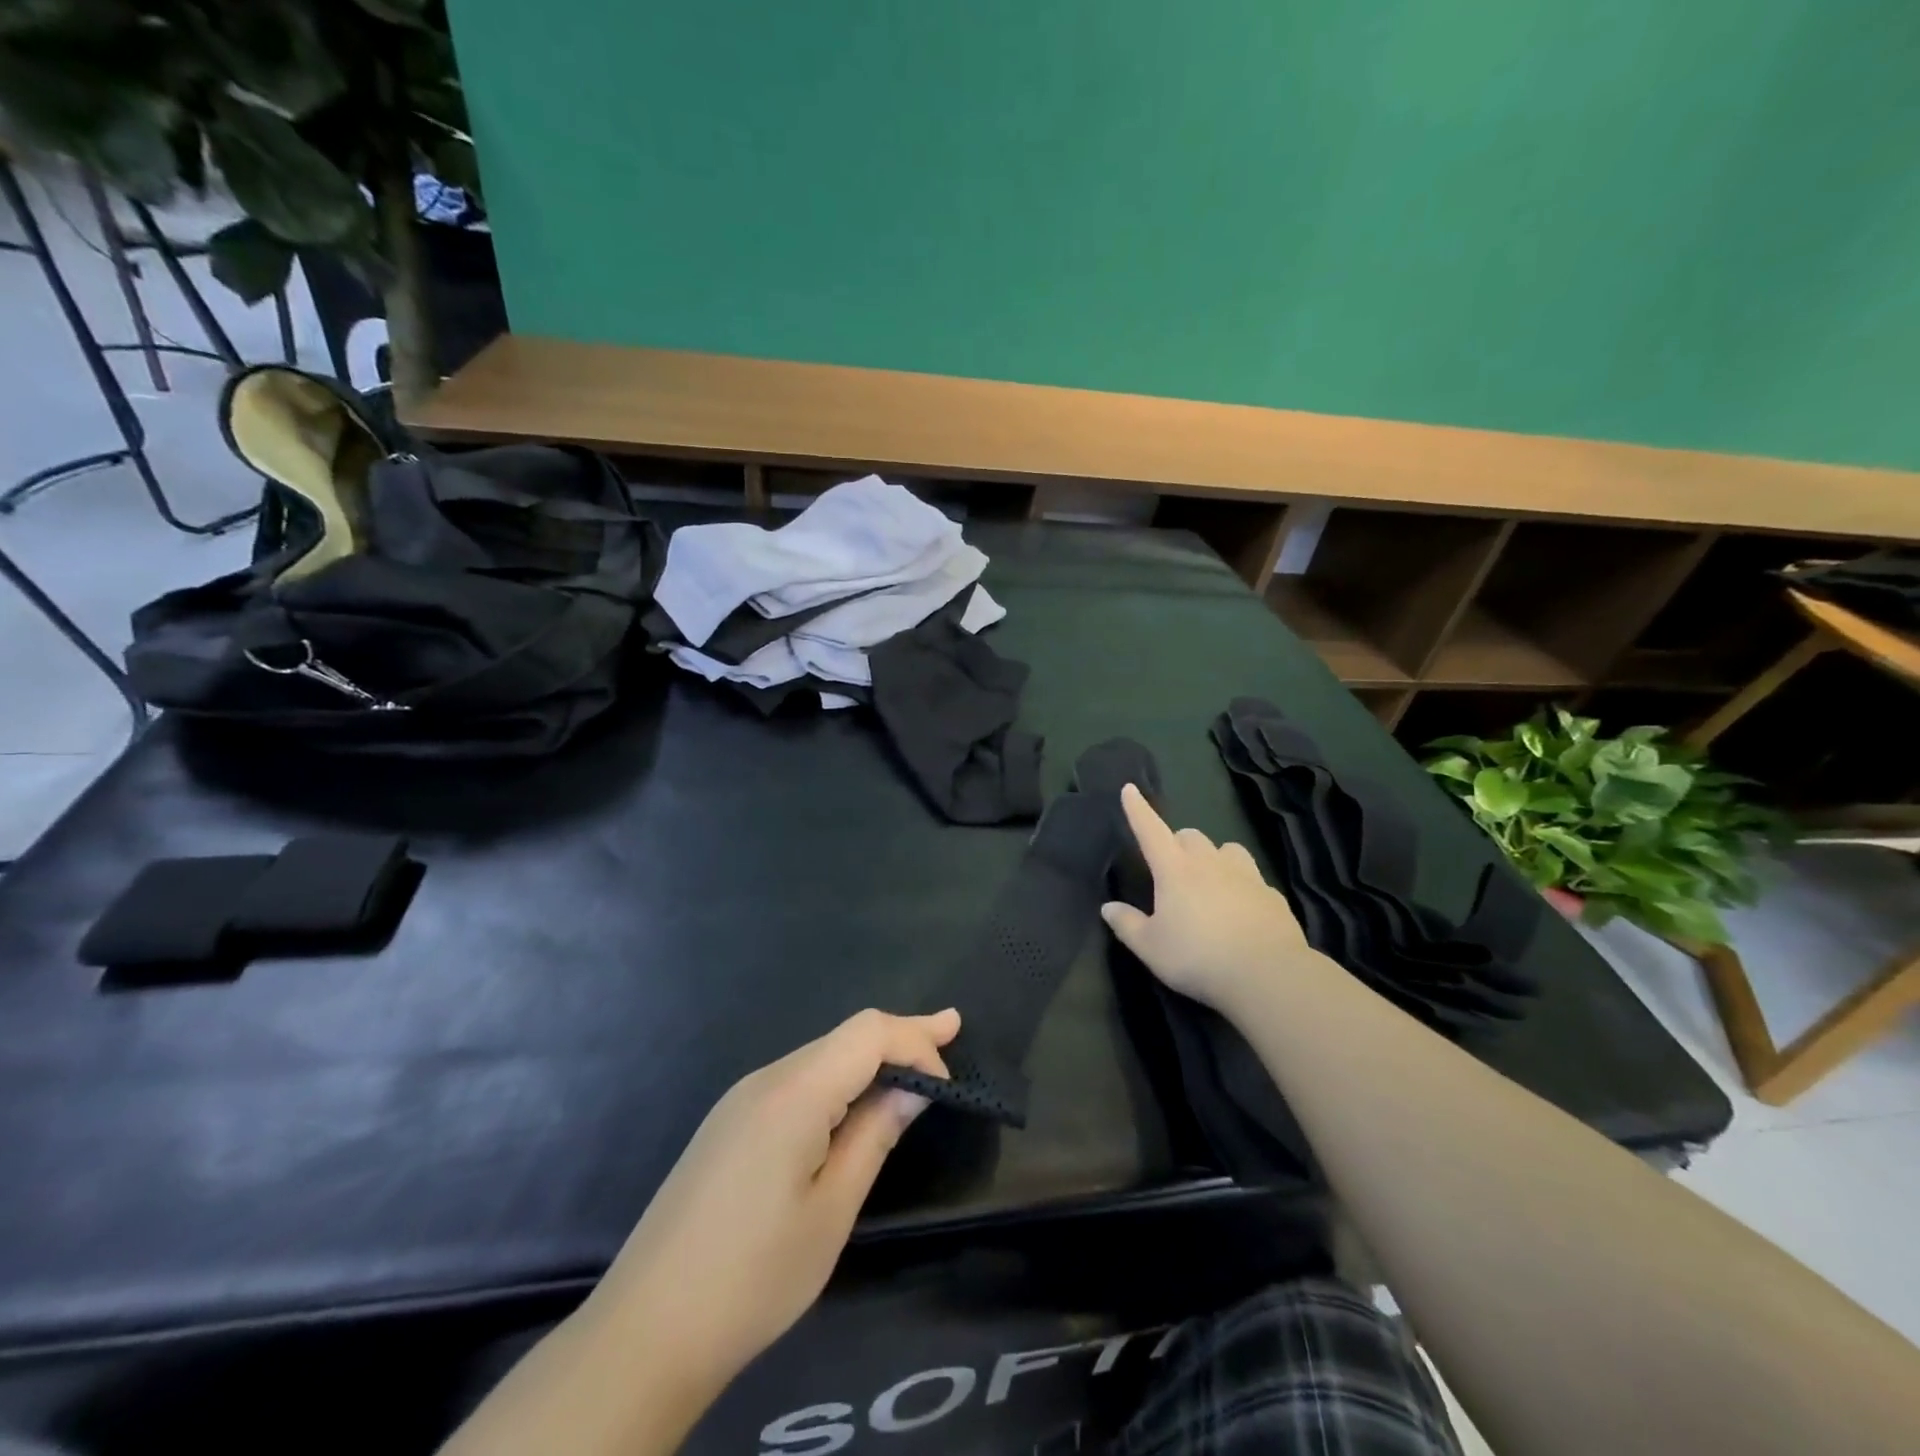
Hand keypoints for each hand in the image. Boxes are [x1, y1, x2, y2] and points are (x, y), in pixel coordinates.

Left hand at [582, 1008, 959, 1397]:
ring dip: (870, 1058)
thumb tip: (912, 1086)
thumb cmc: (754, 1277)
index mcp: (794, 1092)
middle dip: (901, 1037)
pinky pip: (797, 1080)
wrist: (644, 1330)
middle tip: (951, 1032)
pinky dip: (838, 1080)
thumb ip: (874, 1134)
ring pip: (821, 1056)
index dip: (916, 1040)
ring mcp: (741, 1098)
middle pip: (846, 1036)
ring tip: (913, 1068)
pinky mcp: (729, 1122)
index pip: (868, 1032)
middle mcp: (766, 1077)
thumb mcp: (832, 1210)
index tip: (951, 1077)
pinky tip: (854, 1103)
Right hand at [1101, 784, 1311, 1010]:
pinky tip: (1241, 910)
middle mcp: (1210, 863)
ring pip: (1227, 849)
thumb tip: (1108, 907)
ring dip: (1215, 857)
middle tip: (1172, 869)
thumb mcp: (1151, 948)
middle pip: (1191, 836)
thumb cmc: (1198, 957)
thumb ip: (1127, 925)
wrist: (1268, 974)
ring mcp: (1245, 875)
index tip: (1129, 789)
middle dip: (1178, 843)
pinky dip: (1242, 886)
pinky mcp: (1272, 894)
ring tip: (1211, 881)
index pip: (1150, 830)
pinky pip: (1252, 878)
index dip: (1138, 810)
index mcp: (1174, 870)